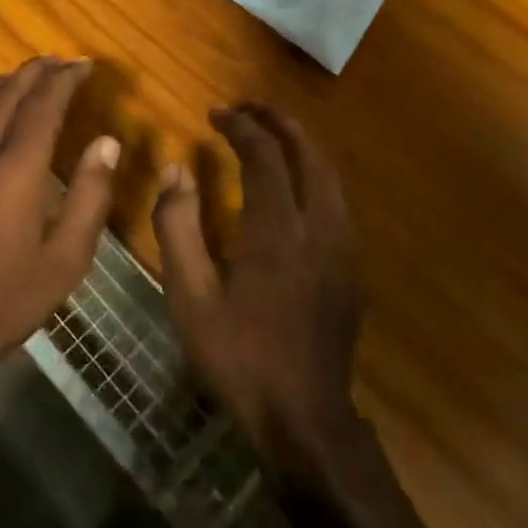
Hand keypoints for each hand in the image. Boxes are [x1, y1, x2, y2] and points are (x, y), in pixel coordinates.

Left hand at [0, 57, 117, 400]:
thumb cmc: (4, 302)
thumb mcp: (66, 259)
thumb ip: (89, 194)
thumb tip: (106, 142)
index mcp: (14, 171)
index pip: (42, 105)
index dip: (64, 79)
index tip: (83, 64)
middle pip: (6, 94)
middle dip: (35, 72)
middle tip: (59, 62)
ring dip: (3, 84)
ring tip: (25, 78)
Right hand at [151, 103, 364, 475]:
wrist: (304, 419)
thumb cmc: (239, 356)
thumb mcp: (190, 296)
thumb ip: (178, 226)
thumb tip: (176, 170)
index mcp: (277, 230)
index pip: (264, 155)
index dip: (240, 126)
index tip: (215, 113)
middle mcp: (318, 227)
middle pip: (307, 153)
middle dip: (278, 122)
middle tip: (248, 109)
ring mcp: (342, 248)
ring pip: (329, 175)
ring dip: (300, 146)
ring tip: (270, 136)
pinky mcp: (351, 268)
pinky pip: (335, 201)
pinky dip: (313, 175)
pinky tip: (294, 187)